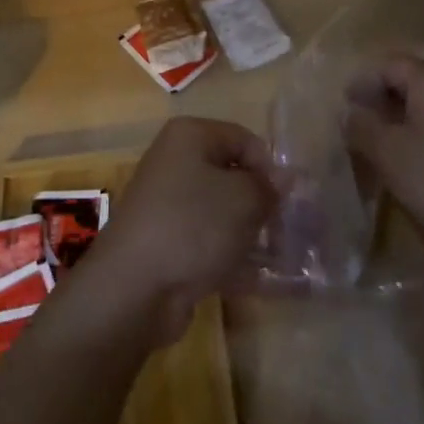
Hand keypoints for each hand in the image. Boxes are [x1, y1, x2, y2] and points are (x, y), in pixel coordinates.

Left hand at [77, 117, 276, 345]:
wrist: (134, 286)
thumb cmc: (193, 225)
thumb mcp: (243, 199)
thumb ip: (269, 186)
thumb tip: (285, 178)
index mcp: (190, 136)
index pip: (244, 139)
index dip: (270, 168)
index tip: (288, 202)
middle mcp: (176, 161)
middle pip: (232, 175)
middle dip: (262, 203)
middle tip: (287, 232)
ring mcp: (168, 203)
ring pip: (221, 211)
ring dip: (250, 233)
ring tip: (280, 259)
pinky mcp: (167, 242)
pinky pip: (208, 241)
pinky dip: (231, 257)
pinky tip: (257, 281)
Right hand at [343, 55, 423, 281]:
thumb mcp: (389, 153)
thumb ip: (362, 126)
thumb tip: (350, 113)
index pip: (390, 64)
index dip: (363, 81)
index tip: (344, 106)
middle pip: (410, 83)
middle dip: (380, 102)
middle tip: (357, 128)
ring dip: (399, 123)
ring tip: (379, 151)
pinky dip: (420, 139)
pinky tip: (411, 168)